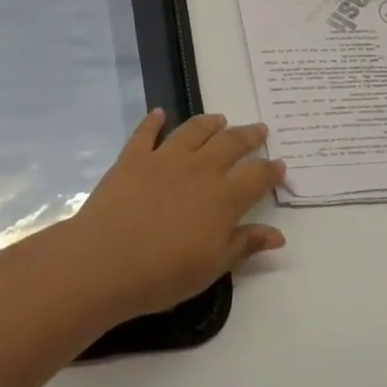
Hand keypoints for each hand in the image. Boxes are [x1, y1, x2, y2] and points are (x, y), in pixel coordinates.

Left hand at [64, 110, 286, 320]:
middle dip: (248, 136)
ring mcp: (164, 158)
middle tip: (259, 129)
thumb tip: (278, 234)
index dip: (271, 170)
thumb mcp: (212, 267)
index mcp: (223, 197)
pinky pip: (147, 131)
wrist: (106, 261)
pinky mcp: (133, 157)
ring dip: (209, 123)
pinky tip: (159, 113)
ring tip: (219, 119)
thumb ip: (244, 244)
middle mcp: (198, 169)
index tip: (280, 165)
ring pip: (193, 131)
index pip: (256, 177)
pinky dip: (154, 120)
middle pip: (230, 144)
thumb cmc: (164, 273)